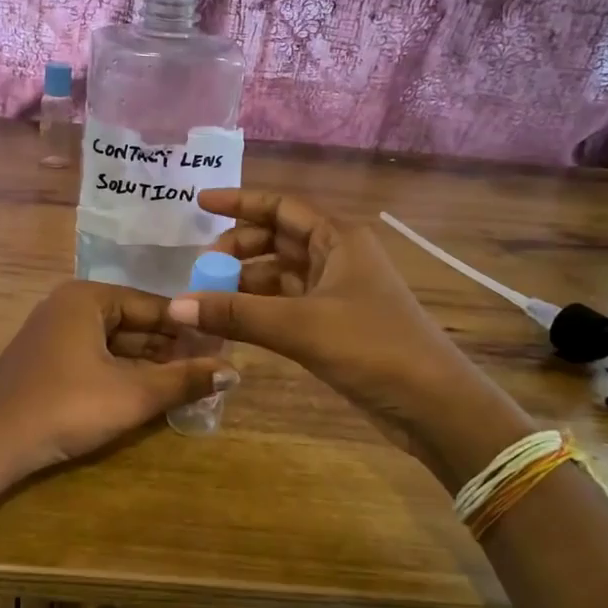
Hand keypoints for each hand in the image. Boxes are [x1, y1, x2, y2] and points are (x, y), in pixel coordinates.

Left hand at [0, 280, 238, 479]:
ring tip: (188, 383)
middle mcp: (68, 306)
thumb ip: (184, 380)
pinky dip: (121, 373)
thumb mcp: (132, 394)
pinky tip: (147, 392)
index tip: (223, 347)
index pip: (153, 306)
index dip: (190, 328)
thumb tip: (235, 370)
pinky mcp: (45, 361)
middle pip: (133, 323)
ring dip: (148, 363)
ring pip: (114, 343)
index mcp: (87, 297)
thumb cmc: (66, 407)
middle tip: (210, 369)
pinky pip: (94, 357)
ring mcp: (53, 333)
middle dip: (170, 348)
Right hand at [165, 190, 533, 481]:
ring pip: (280, 274)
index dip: (240, 202)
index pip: (281, 207)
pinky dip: (258, 308)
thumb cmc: (372, 347)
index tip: (200, 203)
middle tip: (202, 267)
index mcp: (338, 239)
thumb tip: (175, 305)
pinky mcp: (334, 324)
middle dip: (238, 248)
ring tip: (208, 296)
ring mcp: (336, 292)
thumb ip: (235, 313)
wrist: (432, 404)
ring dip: (245, 281)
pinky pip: (286, 304)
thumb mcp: (299, 326)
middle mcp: (337, 257)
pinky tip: (231, 320)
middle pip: (277, 239)